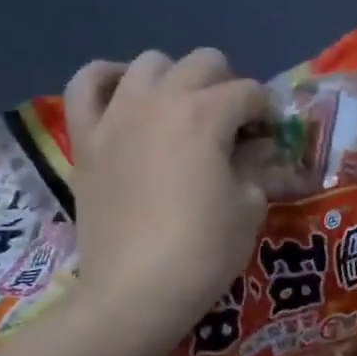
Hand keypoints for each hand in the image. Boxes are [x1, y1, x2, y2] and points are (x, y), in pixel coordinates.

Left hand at [63, 48, 269, 355]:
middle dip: (228, 86)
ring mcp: (117, 116)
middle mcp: (160, 100)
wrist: (134, 293)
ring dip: (175, 79)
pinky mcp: (87, 138)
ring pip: (149, 63)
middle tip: (232, 125)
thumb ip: (255, 164)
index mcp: (206, 115)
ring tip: (182, 111)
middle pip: (204, 63)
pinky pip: (85, 85)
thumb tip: (255, 146)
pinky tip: (125, 94)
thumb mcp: (249, 206)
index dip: (267, 112)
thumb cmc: (203, 251)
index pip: (249, 92)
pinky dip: (106, 79)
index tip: (270, 137)